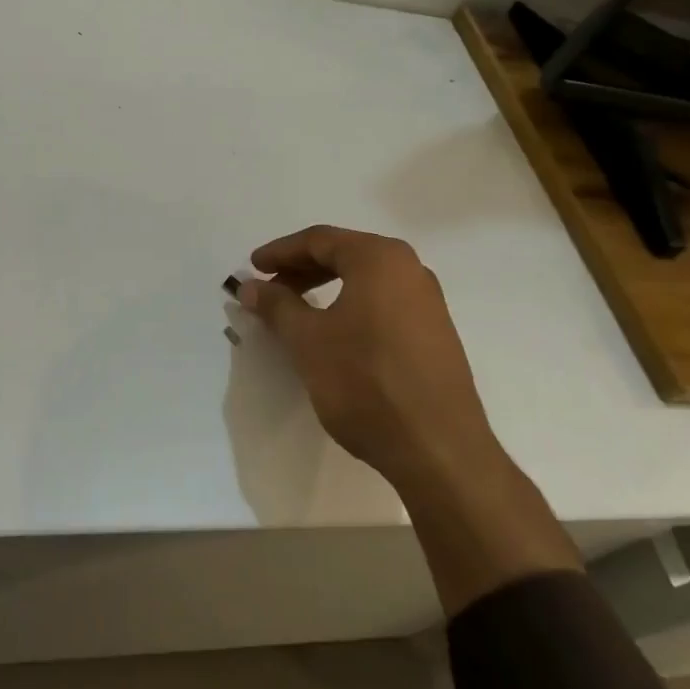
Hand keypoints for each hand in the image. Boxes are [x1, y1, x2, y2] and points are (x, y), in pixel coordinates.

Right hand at [238, 225, 577, 611]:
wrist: (438, 449)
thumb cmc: (365, 382)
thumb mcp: (308, 340)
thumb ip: (277, 306)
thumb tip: (251, 286)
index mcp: (380, 258)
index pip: (320, 240)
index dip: (280, 252)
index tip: (253, 268)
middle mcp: (410, 269)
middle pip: (345, 255)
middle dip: (302, 269)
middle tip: (270, 289)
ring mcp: (428, 302)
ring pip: (365, 281)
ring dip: (326, 289)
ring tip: (296, 313)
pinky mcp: (436, 334)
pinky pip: (384, 304)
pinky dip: (351, 307)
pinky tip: (334, 335)